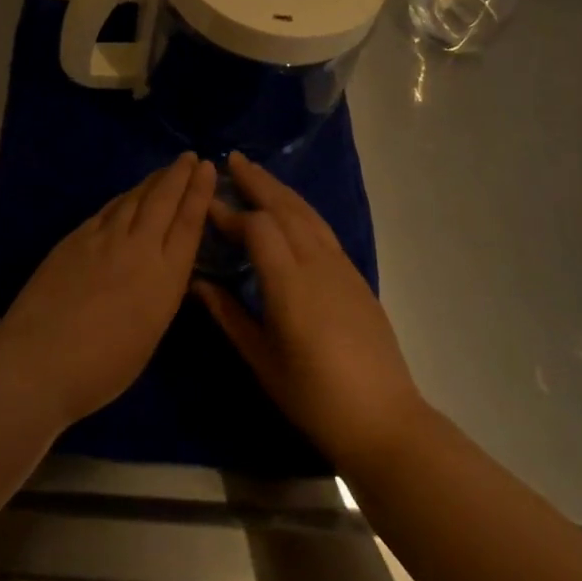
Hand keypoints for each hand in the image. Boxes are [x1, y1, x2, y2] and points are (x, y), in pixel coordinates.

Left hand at [0, 153, 216, 428]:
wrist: (39, 360)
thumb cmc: (101, 369)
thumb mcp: (149, 335)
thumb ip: (160, 295)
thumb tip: (164, 269)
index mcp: (164, 278)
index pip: (188, 224)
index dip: (199, 193)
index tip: (206, 168)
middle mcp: (139, 248)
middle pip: (163, 201)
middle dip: (179, 175)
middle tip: (189, 157)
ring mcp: (104, 239)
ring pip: (134, 199)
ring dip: (153, 181)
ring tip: (166, 170)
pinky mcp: (76, 238)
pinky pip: (108, 209)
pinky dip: (124, 198)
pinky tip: (127, 195)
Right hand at [194, 153, 424, 471]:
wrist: (384, 420)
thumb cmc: (314, 396)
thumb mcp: (262, 360)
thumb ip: (228, 315)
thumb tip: (197, 283)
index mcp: (290, 284)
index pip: (257, 228)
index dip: (230, 213)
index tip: (206, 204)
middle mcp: (317, 264)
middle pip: (285, 208)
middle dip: (258, 181)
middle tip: (232, 161)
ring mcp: (341, 267)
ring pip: (307, 214)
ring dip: (280, 190)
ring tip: (257, 175)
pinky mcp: (355, 276)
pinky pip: (322, 229)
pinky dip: (300, 209)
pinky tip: (289, 212)